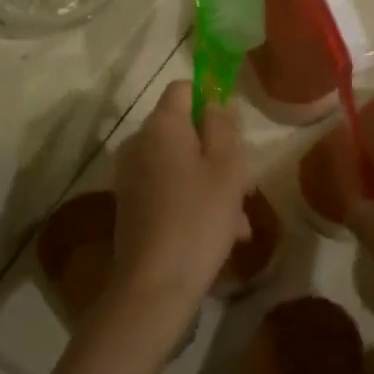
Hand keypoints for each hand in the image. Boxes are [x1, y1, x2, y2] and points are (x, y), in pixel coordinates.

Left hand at [107, 81, 250, 343]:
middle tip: (243, 183)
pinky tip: (221, 233)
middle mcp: (139, 143)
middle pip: (183, 130)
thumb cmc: (199, 218)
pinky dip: (192, 201)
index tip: (233, 131)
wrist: (154, 285)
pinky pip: (168, 188)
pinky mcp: (131, 204)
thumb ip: (223, 125)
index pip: (183, 88)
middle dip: (216, 151)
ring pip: (180, 164)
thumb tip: (215, 101)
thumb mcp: (227, 166)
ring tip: (238, 220)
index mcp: (161, 126)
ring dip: (210, 182)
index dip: (210, 100)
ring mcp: (131, 175)